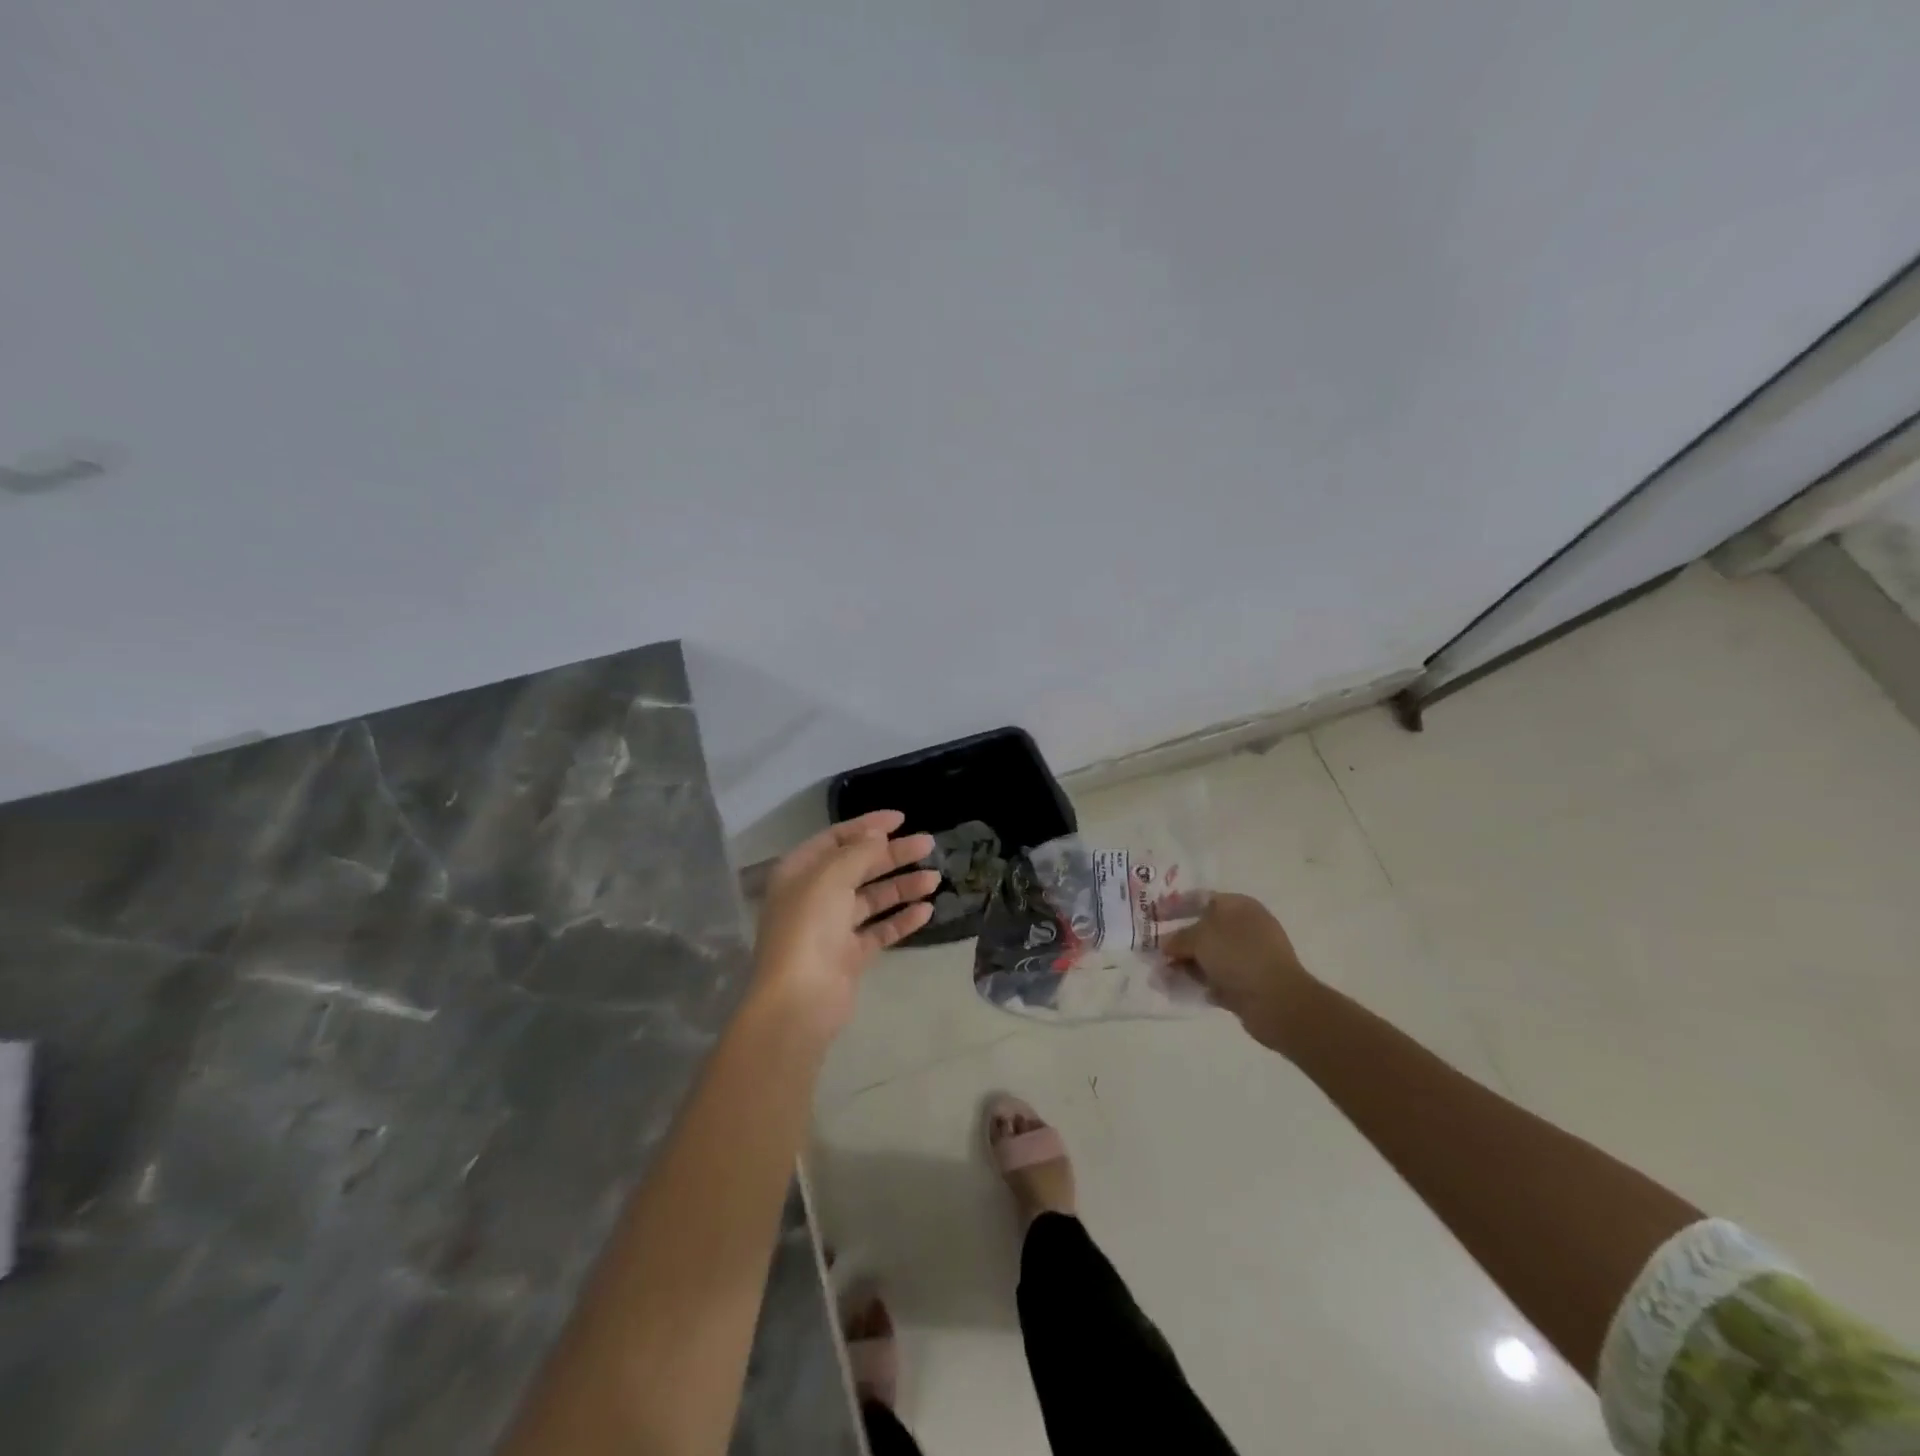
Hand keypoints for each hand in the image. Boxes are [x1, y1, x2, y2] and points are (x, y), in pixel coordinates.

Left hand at [750, 811, 938, 1036]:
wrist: (799, 1000)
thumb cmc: (809, 927)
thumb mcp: (831, 876)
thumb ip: (858, 851)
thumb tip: (878, 834)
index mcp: (799, 871)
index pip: (836, 838)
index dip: (868, 826)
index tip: (901, 820)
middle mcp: (814, 895)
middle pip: (858, 867)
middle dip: (893, 855)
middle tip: (928, 846)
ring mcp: (832, 928)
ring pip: (872, 899)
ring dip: (902, 887)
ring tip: (935, 879)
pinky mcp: (849, 956)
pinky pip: (879, 931)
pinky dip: (901, 920)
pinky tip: (926, 911)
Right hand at [1163, 893, 1318, 1053]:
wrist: (1277, 1001)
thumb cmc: (1238, 956)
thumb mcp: (1200, 938)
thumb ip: (1178, 938)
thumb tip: (1166, 945)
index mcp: (1240, 907)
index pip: (1202, 899)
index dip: (1177, 906)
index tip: (1155, 917)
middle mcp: (1246, 928)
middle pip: (1204, 930)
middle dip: (1178, 942)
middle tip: (1155, 952)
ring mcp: (1249, 957)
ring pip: (1208, 957)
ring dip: (1184, 964)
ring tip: (1161, 975)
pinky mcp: (1248, 983)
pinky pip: (1215, 978)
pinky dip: (1198, 982)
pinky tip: (1178, 989)